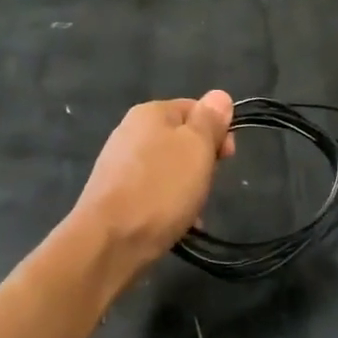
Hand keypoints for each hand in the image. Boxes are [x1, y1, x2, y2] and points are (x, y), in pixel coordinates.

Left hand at [73, 91, 235, 278]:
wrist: (110, 241)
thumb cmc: (161, 188)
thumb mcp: (197, 147)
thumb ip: (210, 120)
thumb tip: (219, 96)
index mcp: (150, 113)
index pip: (196, 109)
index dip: (218, 130)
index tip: (227, 158)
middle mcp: (130, 132)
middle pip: (181, 140)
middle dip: (202, 163)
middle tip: (208, 185)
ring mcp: (119, 165)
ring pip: (169, 169)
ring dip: (188, 188)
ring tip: (193, 212)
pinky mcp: (114, 195)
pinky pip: (152, 193)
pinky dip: (168, 206)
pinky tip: (177, 225)